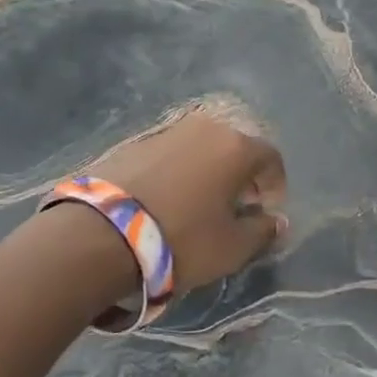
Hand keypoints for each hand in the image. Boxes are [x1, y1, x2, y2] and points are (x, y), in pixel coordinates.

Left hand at [84, 109, 287, 290]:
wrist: (99, 234)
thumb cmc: (182, 239)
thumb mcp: (232, 248)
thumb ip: (263, 232)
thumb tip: (277, 221)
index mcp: (236, 147)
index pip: (271, 158)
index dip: (275, 185)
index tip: (268, 210)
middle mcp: (205, 128)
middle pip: (235, 148)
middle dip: (242, 176)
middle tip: (236, 206)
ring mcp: (166, 131)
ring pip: (201, 149)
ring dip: (208, 172)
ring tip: (199, 204)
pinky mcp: (133, 143)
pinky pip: (170, 155)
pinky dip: (178, 172)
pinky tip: (167, 200)